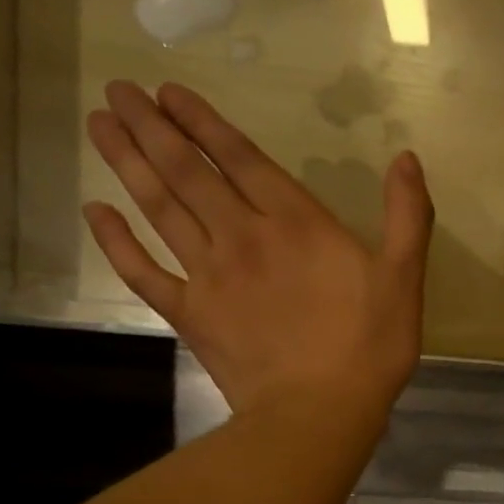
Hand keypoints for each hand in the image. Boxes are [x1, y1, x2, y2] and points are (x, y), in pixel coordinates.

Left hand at [83, 80, 431, 417]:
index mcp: (295, 223)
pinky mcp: (191, 315)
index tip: (168, 91)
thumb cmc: (369, 347)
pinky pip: (144, 272)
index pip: (241, 158)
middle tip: (118, 91)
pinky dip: (117, 242)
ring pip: (160, 208)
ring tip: (100, 124)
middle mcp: (243, 236)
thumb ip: (407, 217)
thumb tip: (408, 160)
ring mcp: (210, 275)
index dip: (204, 121)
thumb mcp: (404, 280)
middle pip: (189, 171)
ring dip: (128, 163)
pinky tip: (95, 212)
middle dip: (153, 127)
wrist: (319, 412)